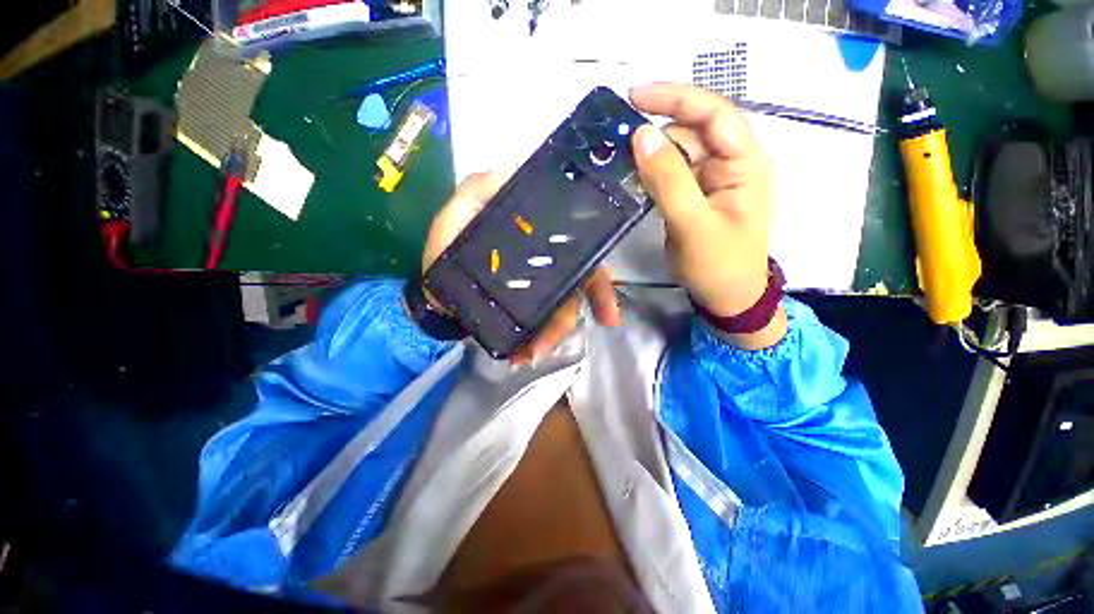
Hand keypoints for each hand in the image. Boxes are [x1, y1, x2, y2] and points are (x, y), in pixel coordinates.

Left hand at [421, 172, 621, 364]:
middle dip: (569, 319)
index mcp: (538, 240)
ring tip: (529, 354)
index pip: (580, 254)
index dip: (599, 281)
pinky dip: (533, 344)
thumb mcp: (459, 213)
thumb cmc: (446, 247)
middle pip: (574, 292)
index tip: (610, 314)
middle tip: (551, 343)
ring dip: (548, 337)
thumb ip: (480, 191)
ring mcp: (535, 290)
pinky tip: (521, 355)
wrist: (432, 289)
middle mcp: (545, 265)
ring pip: (557, 314)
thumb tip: (515, 166)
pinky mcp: (522, 310)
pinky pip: (537, 329)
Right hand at [629, 83, 785, 348]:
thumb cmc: (720, 265)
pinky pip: (667, 175)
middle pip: (690, 131)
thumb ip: (669, 181)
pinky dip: (648, 173)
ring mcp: (708, 180)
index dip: (675, 98)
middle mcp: (728, 163)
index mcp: (744, 162)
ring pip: (675, 153)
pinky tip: (629, 178)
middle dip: (655, 129)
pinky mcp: (690, 197)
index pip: (713, 113)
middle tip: (615, 139)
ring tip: (617, 162)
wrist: (725, 298)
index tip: (634, 96)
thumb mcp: (694, 224)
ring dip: (648, 154)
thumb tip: (641, 136)